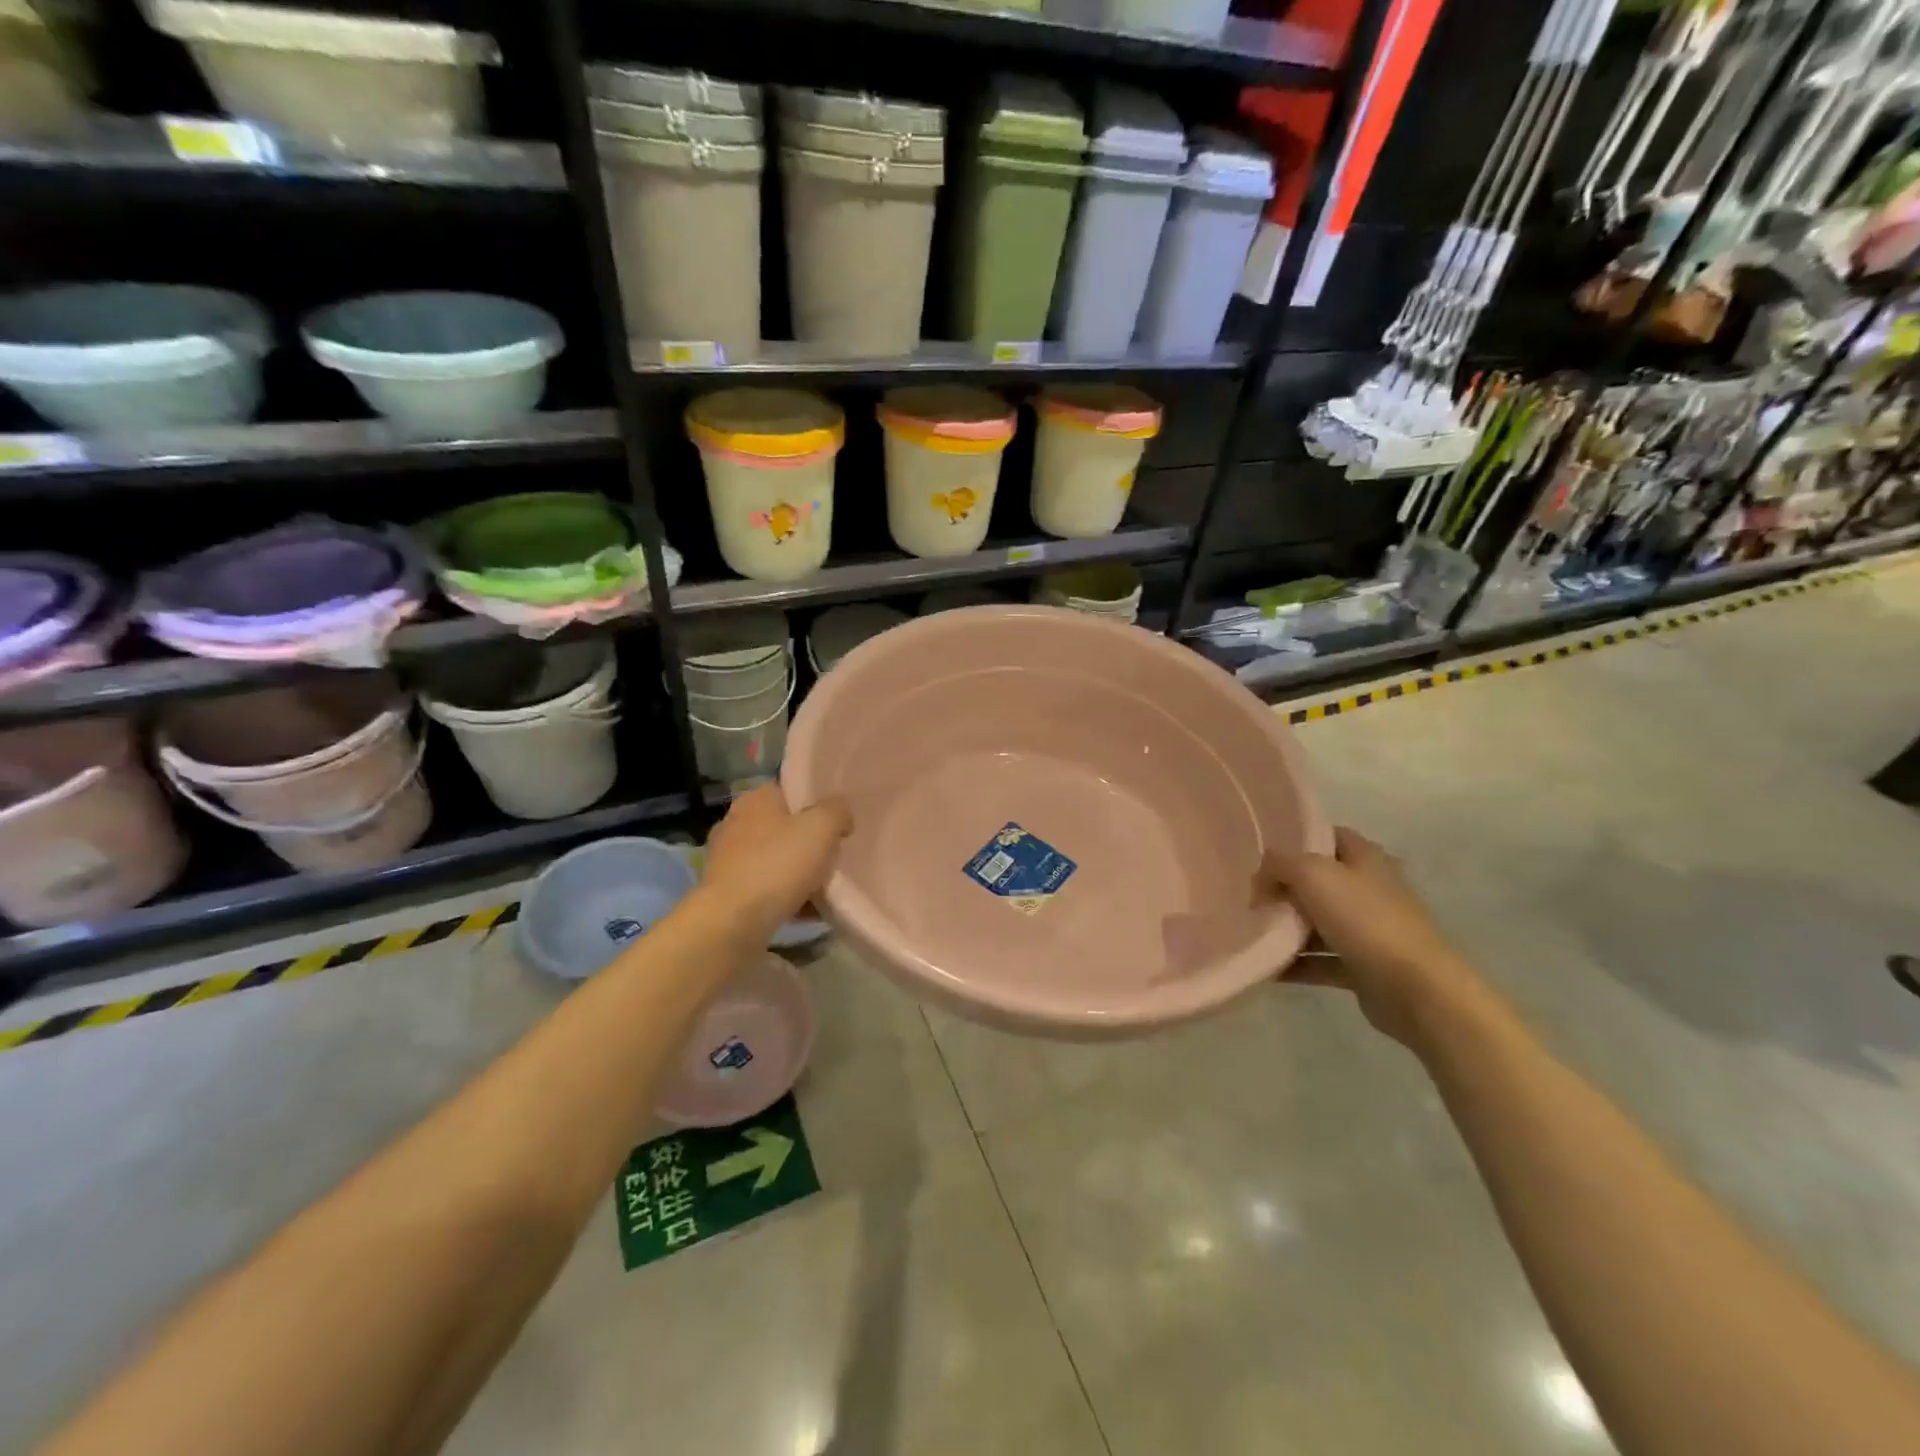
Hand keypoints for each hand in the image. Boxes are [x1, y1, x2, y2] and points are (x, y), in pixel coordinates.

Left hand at [702, 785, 851, 932]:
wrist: (733, 922)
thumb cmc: (778, 864)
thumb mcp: (822, 827)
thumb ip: (837, 810)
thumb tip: (840, 814)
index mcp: (755, 800)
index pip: (790, 789)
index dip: (816, 801)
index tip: (837, 820)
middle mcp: (736, 824)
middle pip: (785, 827)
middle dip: (810, 841)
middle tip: (834, 855)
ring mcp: (728, 860)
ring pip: (777, 859)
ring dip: (800, 872)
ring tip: (824, 887)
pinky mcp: (728, 892)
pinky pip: (767, 888)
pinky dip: (786, 896)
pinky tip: (808, 911)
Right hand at [1267, 827, 1482, 1045]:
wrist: (1413, 988)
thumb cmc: (1365, 919)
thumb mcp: (1312, 874)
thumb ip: (1280, 864)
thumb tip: (1261, 874)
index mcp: (1367, 858)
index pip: (1328, 836)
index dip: (1296, 839)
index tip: (1261, 852)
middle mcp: (1371, 889)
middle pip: (1320, 880)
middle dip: (1286, 887)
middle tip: (1251, 894)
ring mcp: (1370, 929)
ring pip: (1319, 922)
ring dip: (1288, 927)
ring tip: (1251, 930)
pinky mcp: (1365, 966)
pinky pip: (1321, 960)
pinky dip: (1297, 963)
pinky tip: (1267, 967)